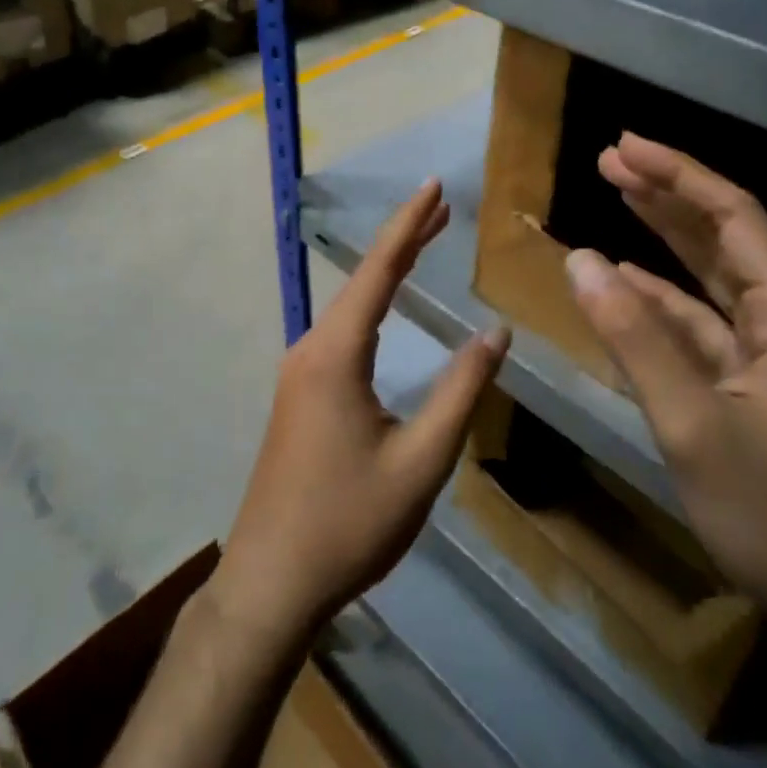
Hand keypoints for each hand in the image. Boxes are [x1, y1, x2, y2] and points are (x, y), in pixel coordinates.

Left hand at [213, 179, 509, 648]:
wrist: (271, 581)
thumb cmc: (350, 523)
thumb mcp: (421, 460)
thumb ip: (461, 391)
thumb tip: (495, 333)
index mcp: (336, 354)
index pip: (378, 271)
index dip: (408, 225)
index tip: (432, 186)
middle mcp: (311, 349)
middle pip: (362, 280)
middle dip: (403, 240)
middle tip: (442, 208)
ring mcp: (299, 372)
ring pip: (350, 306)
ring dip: (387, 272)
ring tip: (425, 243)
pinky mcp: (299, 395)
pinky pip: (342, 333)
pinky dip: (373, 306)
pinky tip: (387, 311)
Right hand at [563, 133, 766, 645]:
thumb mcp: (691, 424)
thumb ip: (634, 338)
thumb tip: (579, 260)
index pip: (734, 216)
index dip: (678, 175)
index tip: (624, 147)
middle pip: (723, 236)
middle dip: (667, 195)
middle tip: (610, 159)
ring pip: (712, 276)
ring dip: (663, 239)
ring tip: (616, 196)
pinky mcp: (754, 381)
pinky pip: (702, 323)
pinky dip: (661, 300)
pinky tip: (624, 281)